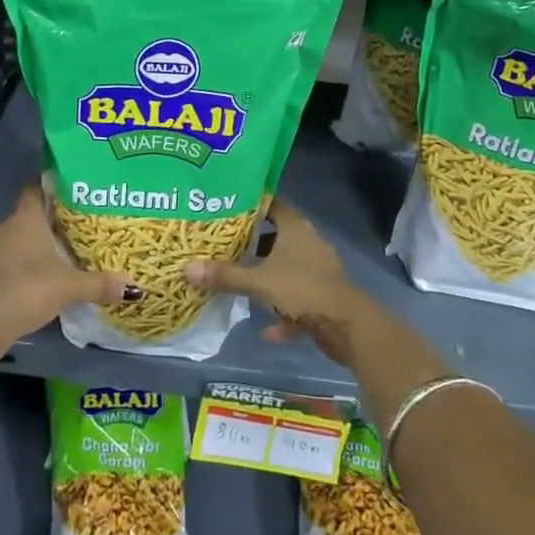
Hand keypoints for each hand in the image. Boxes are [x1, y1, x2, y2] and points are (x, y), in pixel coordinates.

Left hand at [0, 185, 131, 339]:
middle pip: (24, 218)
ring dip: (25, 249)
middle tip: (66, 234)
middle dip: (42, 225)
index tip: (65, 194)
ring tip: (49, 261)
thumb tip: (133, 287)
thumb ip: (99, 284)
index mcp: (25, 218)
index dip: (48, 189)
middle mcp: (3, 228)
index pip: (34, 190)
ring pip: (10, 242)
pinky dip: (13, 270)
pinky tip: (28, 285)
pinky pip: (0, 264)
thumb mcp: (70, 286)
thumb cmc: (30, 287)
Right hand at [184, 199, 373, 364]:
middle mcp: (309, 243)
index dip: (252, 204)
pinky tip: (268, 330)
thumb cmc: (302, 290)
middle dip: (254, 243)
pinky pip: (298, 298)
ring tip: (242, 283)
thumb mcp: (258, 282)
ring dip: (268, 277)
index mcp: (296, 228)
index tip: (228, 208)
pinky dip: (284, 311)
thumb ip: (224, 275)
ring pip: (287, 267)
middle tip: (225, 246)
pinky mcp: (324, 295)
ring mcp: (319, 270)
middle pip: (278, 236)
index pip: (273, 204)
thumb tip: (187, 267)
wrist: (347, 325)